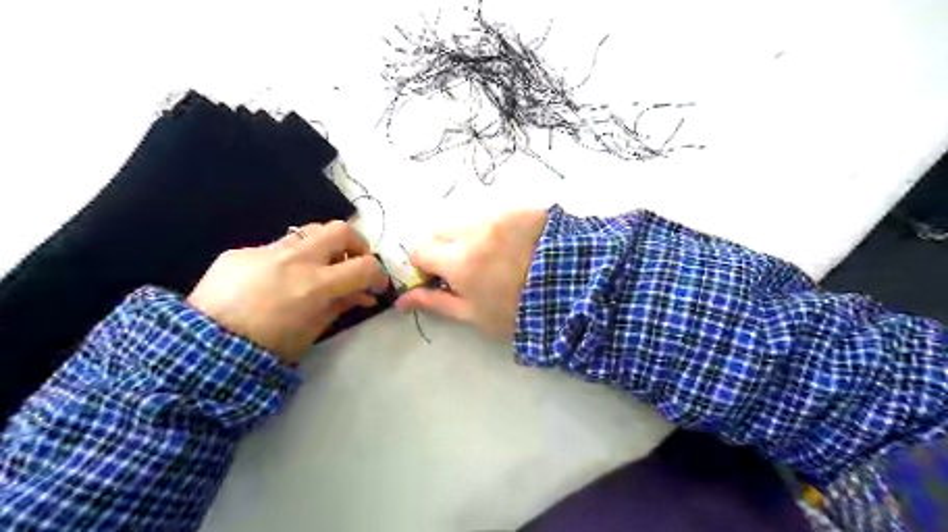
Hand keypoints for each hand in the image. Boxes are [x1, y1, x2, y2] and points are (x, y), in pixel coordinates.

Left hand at [189, 223, 388, 362]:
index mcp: (315, 285)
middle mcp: (294, 259)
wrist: (200, 350)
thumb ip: (341, 305)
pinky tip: (273, 281)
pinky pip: (275, 247)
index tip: (375, 287)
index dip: (377, 275)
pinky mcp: (241, 251)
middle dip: (356, 245)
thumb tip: (362, 295)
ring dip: (324, 246)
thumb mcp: (312, 331)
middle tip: (353, 264)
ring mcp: (265, 251)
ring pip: (309, 231)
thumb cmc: (266, 348)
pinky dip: (288, 260)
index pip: (364, 265)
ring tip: (319, 267)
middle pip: (340, 230)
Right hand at [396, 211, 545, 339]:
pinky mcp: (520, 207)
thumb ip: (435, 303)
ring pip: (466, 220)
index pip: (420, 250)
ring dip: (469, 235)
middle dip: (444, 247)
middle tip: (467, 267)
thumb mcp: (474, 315)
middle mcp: (473, 230)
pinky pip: (494, 213)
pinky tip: (514, 243)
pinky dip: (494, 227)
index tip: (440, 278)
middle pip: (440, 230)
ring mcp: (498, 214)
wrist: (573, 289)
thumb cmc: (518, 310)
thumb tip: (401, 301)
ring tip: (494, 255)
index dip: (425, 265)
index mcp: (458, 260)